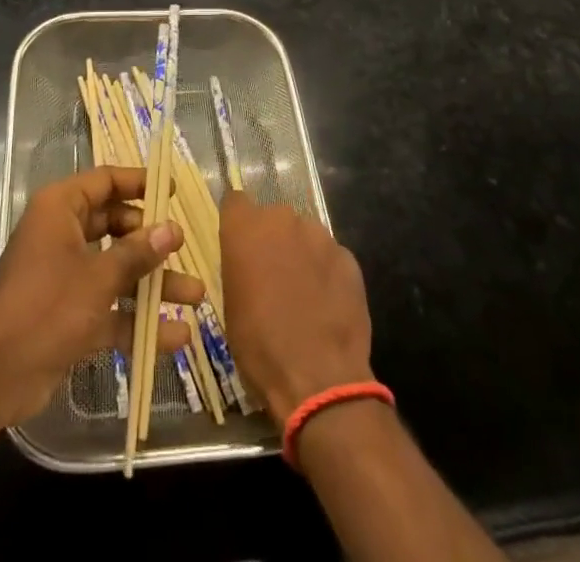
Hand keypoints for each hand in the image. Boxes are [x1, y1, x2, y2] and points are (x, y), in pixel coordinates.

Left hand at [0, 166, 203, 426]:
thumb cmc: (46, 308)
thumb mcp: (98, 277)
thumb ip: (137, 253)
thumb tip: (172, 229)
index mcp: (60, 209)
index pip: (105, 180)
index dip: (139, 182)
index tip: (172, 191)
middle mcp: (63, 234)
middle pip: (115, 226)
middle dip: (152, 242)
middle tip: (184, 248)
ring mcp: (66, 276)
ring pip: (117, 270)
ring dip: (153, 285)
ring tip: (196, 296)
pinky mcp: (69, 315)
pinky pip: (110, 308)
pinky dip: (137, 320)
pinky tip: (176, 337)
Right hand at [219, 191, 374, 421]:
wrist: (319, 378)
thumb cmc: (260, 346)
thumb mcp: (231, 305)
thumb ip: (239, 266)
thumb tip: (249, 260)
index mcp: (246, 228)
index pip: (235, 201)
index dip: (237, 220)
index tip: (239, 242)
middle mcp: (282, 219)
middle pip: (273, 217)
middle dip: (271, 239)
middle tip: (271, 275)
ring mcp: (319, 235)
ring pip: (303, 234)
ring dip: (300, 253)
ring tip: (303, 293)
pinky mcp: (347, 256)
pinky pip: (329, 256)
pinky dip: (325, 272)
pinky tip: (326, 304)